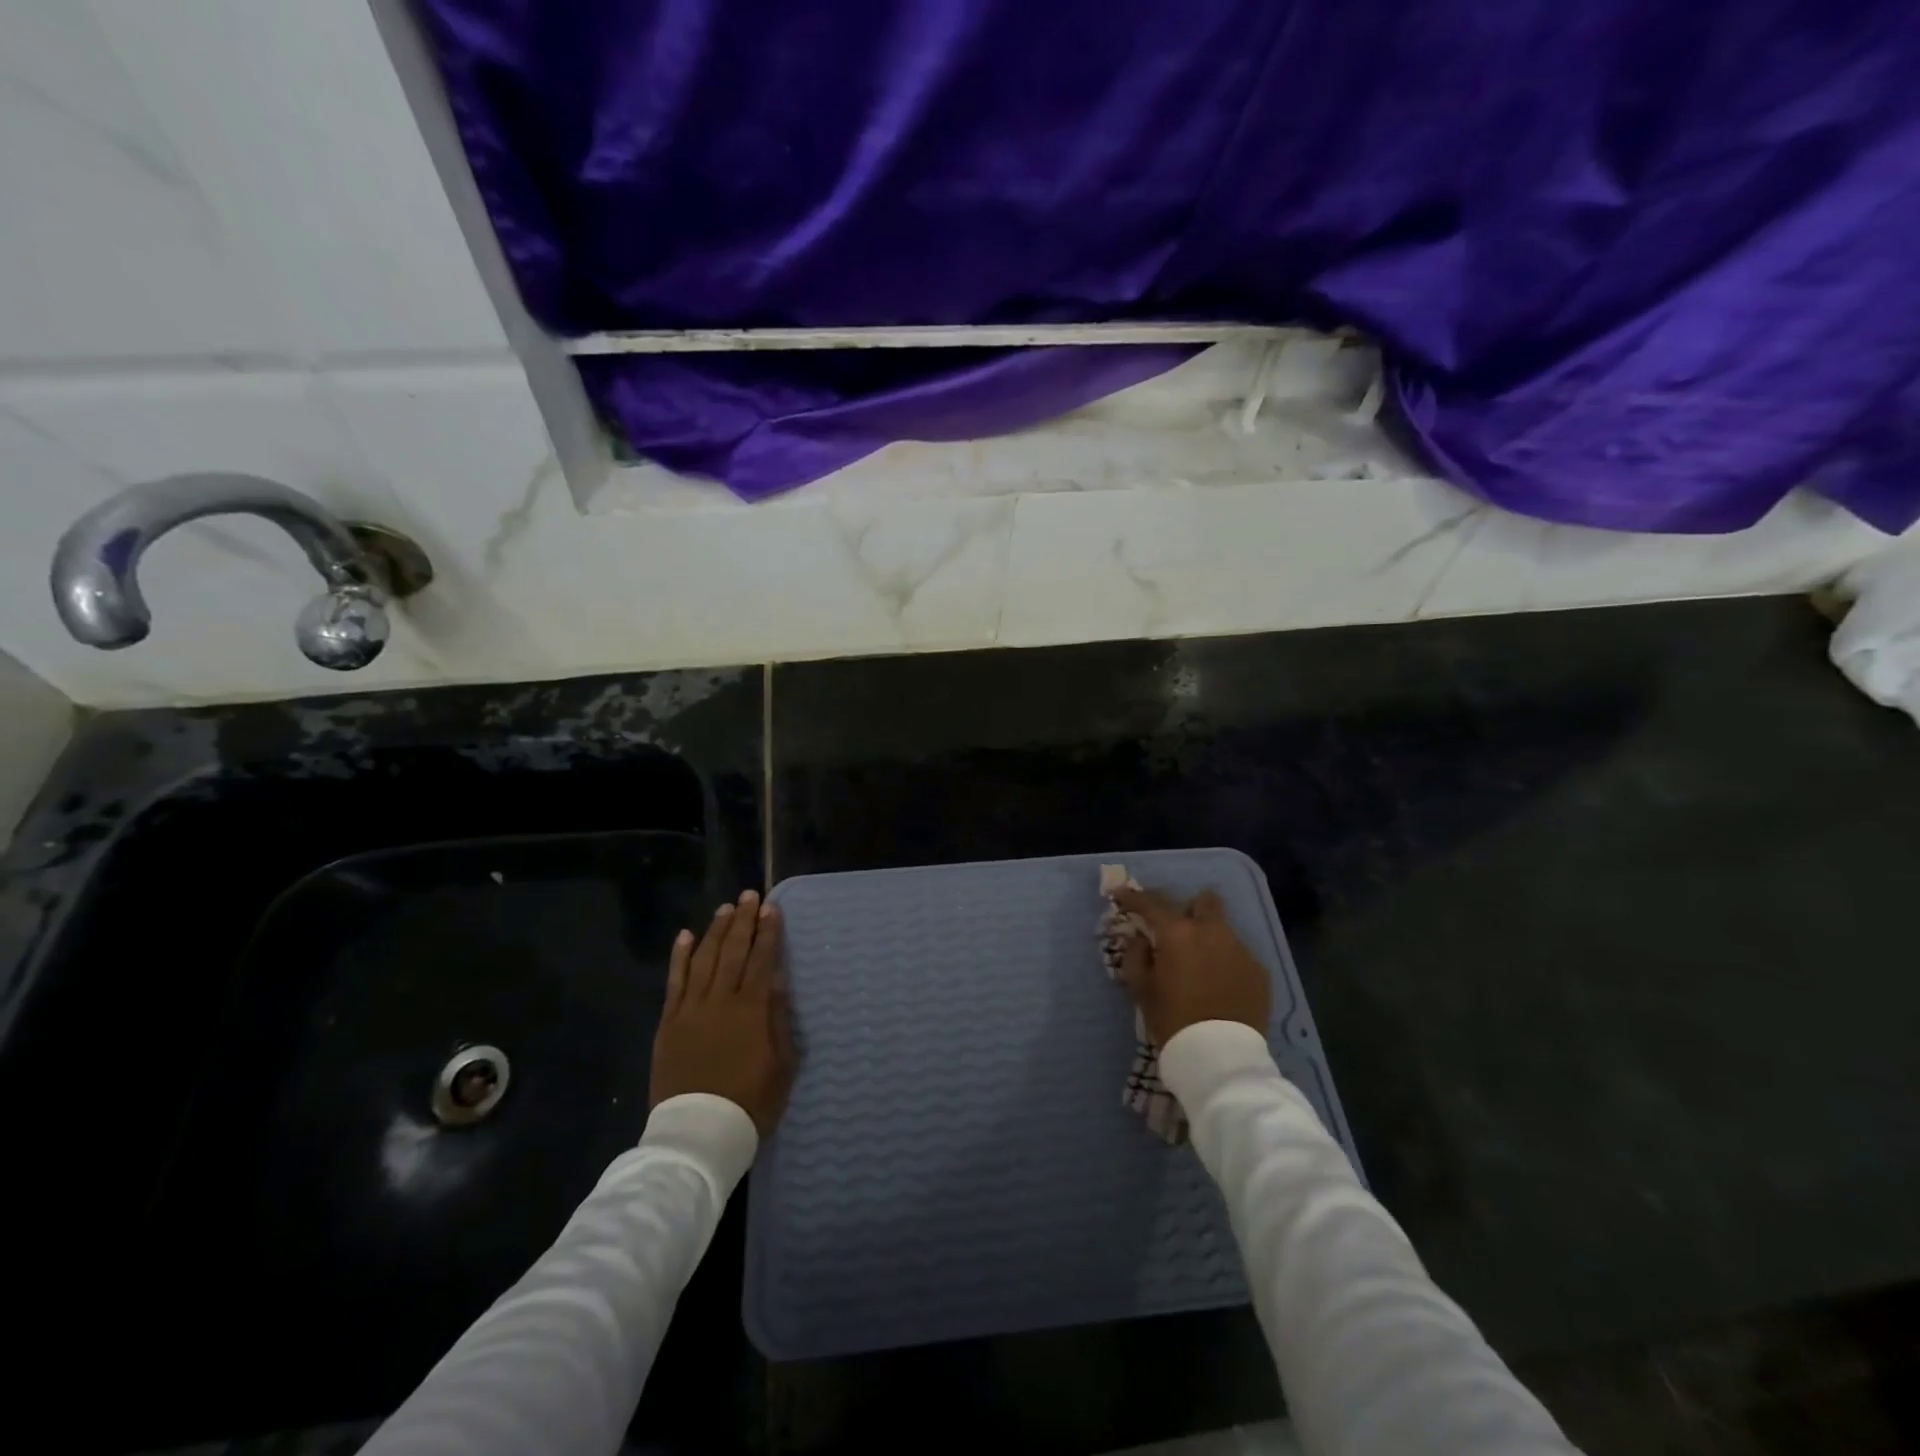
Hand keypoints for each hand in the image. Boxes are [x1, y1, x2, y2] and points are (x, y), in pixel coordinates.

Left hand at [650, 890, 795, 1137]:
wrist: (698, 1134)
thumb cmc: (750, 1102)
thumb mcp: (782, 1064)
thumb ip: (779, 1018)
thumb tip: (777, 979)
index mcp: (752, 1010)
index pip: (762, 960)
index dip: (768, 932)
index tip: (772, 908)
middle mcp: (721, 1000)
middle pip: (733, 951)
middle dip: (743, 921)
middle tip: (749, 895)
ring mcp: (691, 1010)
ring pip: (705, 959)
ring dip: (716, 931)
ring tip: (725, 909)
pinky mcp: (669, 1022)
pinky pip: (675, 982)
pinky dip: (680, 956)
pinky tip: (686, 936)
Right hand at [1112, 886, 1270, 1046]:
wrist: (1220, 1057)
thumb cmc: (1173, 1020)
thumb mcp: (1141, 989)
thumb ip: (1135, 955)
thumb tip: (1142, 939)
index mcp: (1178, 933)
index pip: (1152, 902)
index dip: (1133, 897)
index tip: (1121, 896)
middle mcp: (1212, 931)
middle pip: (1203, 901)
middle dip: (1188, 909)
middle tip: (1176, 931)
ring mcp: (1240, 949)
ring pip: (1223, 929)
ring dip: (1208, 937)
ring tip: (1200, 964)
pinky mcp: (1259, 971)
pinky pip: (1238, 955)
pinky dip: (1225, 962)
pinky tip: (1219, 986)